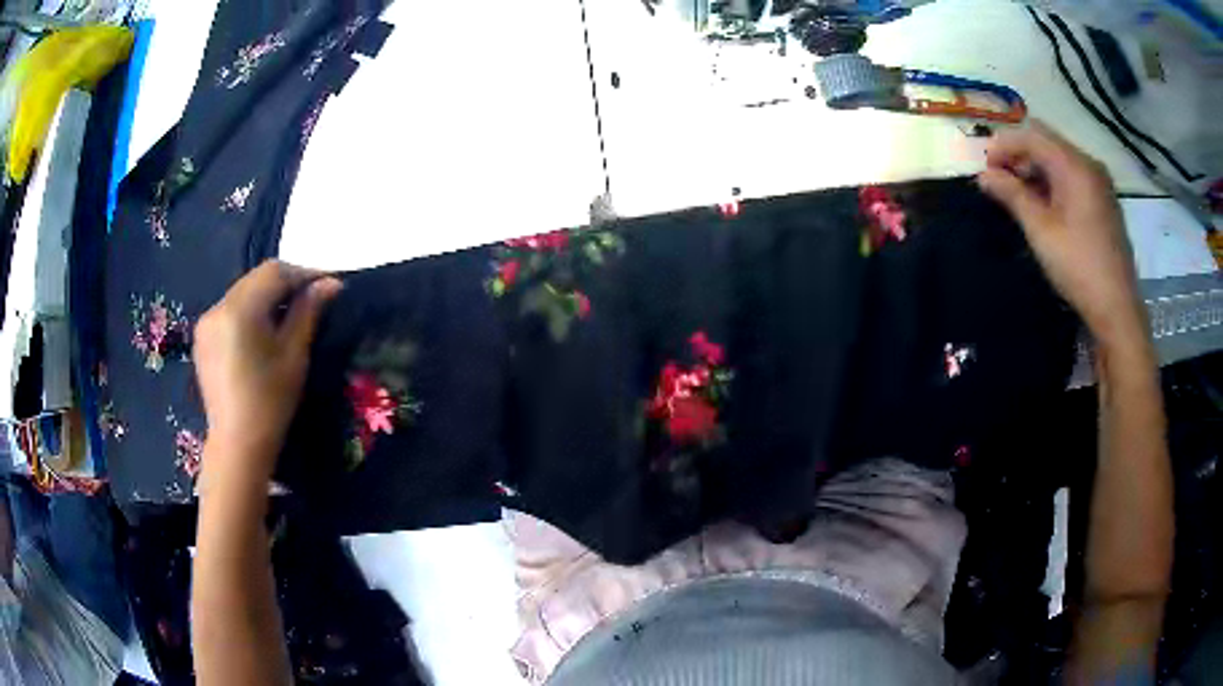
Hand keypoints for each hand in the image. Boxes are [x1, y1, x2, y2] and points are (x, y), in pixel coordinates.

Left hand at [193, 260, 341, 483]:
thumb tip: (331, 284)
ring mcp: (206, 322)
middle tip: (313, 296)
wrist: (238, 444)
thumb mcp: (294, 354)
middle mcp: (218, 307)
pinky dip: (249, 311)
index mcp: (239, 310)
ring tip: (290, 313)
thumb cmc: (270, 402)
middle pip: (256, 279)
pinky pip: (230, 310)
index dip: (303, 273)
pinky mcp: (202, 338)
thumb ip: (308, 312)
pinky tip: (262, 330)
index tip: (328, 283)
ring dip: (267, 296)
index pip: (274, 272)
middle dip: (285, 282)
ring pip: (242, 292)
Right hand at [978, 121, 1145, 347]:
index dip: (1004, 145)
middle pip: (1047, 143)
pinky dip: (1053, 182)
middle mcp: (1089, 164)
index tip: (985, 168)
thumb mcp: (1040, 231)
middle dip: (1019, 156)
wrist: (1117, 309)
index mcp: (1074, 165)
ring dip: (1035, 170)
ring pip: (1059, 159)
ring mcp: (1099, 183)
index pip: (1032, 135)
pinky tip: (1044, 206)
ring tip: (1018, 196)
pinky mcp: (1104, 201)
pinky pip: (1072, 177)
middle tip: (999, 182)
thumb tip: (983, 175)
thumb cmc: (1078, 267)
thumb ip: (1012, 195)